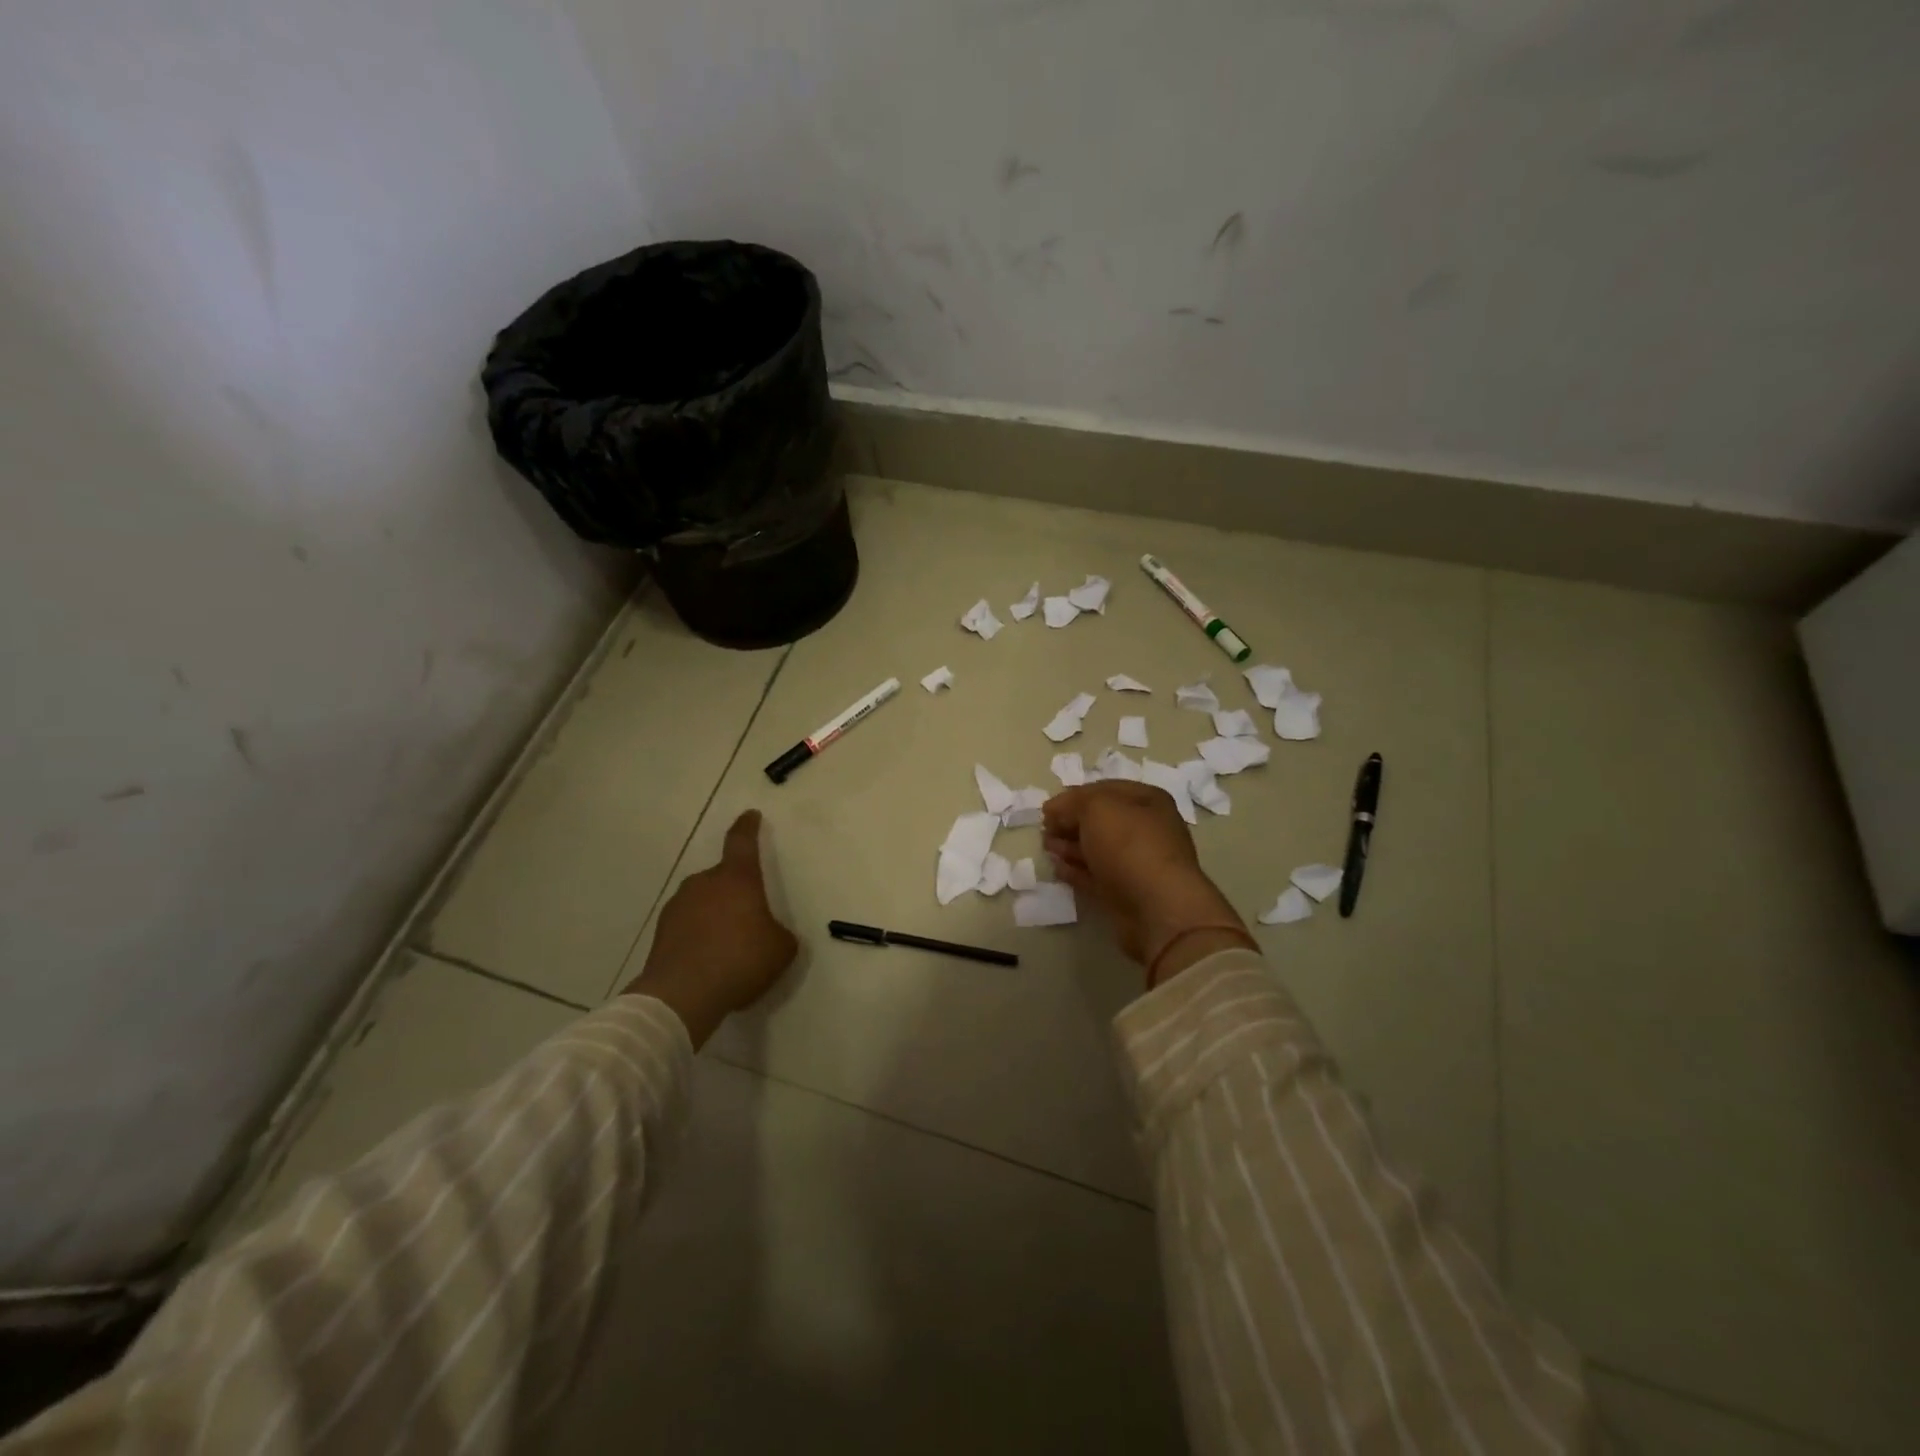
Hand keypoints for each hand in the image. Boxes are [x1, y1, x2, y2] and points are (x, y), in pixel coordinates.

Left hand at [625, 811, 797, 1045]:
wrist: (682, 996)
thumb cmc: (740, 960)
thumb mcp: (781, 949)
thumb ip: (779, 933)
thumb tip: (770, 933)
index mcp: (737, 878)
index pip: (742, 841)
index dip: (748, 827)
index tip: (751, 815)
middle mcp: (704, 883)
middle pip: (723, 878)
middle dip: (735, 892)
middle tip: (748, 917)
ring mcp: (678, 906)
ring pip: (703, 902)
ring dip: (715, 915)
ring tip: (728, 946)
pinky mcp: (661, 932)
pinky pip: (688, 926)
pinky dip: (698, 936)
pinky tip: (708, 962)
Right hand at [1043, 782, 1254, 985]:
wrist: (1157, 908)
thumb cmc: (1129, 845)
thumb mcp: (1097, 808)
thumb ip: (1073, 802)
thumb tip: (1056, 810)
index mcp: (1147, 801)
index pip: (1105, 790)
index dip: (1074, 796)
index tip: (1048, 808)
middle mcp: (1146, 829)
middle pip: (1100, 820)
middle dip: (1070, 822)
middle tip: (1045, 828)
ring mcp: (1137, 863)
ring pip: (1097, 849)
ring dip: (1070, 846)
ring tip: (1047, 847)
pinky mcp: (1126, 892)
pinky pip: (1096, 876)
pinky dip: (1076, 870)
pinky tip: (1058, 868)